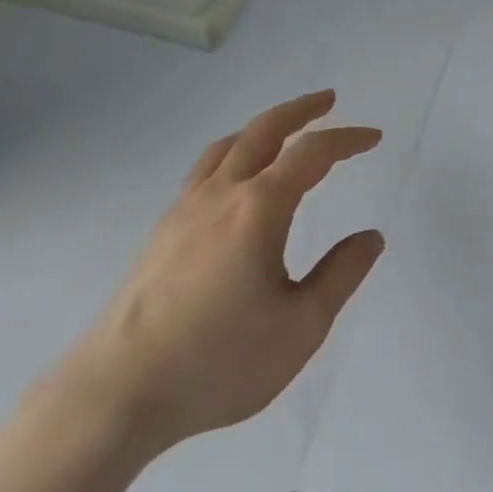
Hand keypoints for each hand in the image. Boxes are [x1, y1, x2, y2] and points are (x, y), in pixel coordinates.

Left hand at [72, 90, 384, 455]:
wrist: (120, 391)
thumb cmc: (219, 361)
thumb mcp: (301, 326)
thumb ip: (340, 275)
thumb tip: (371, 237)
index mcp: (259, 208)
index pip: (311, 153)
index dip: (346, 139)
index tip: (372, 138)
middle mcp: (221, 194)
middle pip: (263, 130)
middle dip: (300, 110)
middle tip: (327, 100)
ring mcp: (185, 209)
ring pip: (228, 145)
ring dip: (262, 127)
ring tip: (282, 131)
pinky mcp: (163, 231)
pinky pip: (204, 170)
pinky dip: (232, 153)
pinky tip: (233, 180)